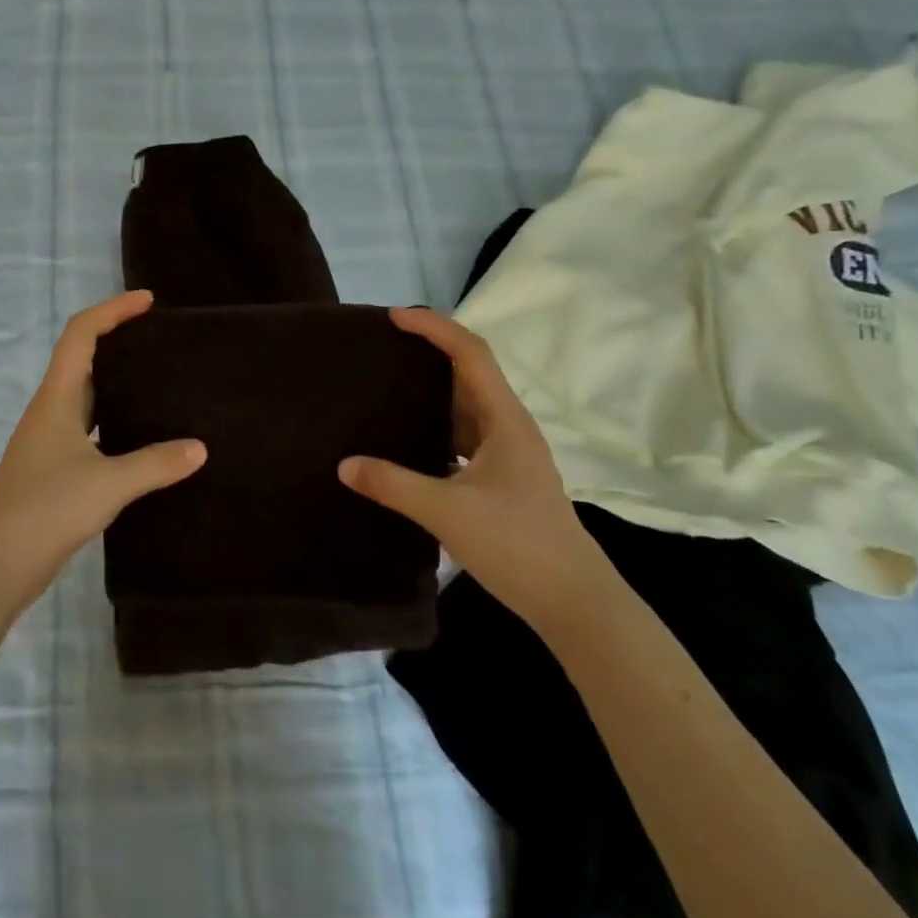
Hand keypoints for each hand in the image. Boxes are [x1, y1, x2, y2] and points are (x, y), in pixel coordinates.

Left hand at [0, 291, 205, 609]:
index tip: (148, 302)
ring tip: (161, 383)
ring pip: (87, 397)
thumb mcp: (108, 483)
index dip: (112, 311)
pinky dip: (116, 422)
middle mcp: (51, 412)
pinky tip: (143, 438)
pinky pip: (91, 430)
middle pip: (83, 360)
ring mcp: (50, 442)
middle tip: (161, 342)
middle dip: (118, 341)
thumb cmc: (47, 509)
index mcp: (56, 399)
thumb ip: (156, 463)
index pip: (81, 335)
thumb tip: (199, 448)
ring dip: (117, 383)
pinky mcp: (55, 470)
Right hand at [338, 306, 615, 633]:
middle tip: (382, 349)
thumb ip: (393, 484)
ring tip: (386, 387)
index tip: (394, 317)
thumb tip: (345, 464)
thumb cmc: (517, 544)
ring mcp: (507, 454)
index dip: (434, 328)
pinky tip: (407, 441)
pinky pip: (462, 437)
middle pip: (468, 374)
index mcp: (505, 421)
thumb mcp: (447, 511)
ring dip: (431, 392)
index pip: (470, 354)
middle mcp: (509, 428)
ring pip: (465, 407)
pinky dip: (435, 427)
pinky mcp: (501, 478)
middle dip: (428, 354)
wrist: (572, 599)